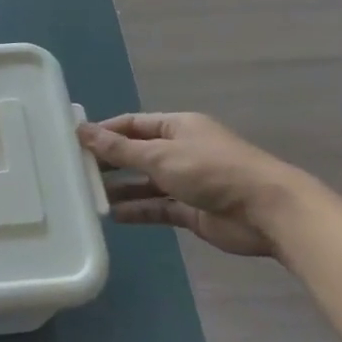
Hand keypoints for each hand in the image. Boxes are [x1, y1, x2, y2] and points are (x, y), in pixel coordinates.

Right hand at [76, 113, 303, 259]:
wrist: (267, 211)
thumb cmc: (211, 171)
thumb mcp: (160, 155)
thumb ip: (119, 148)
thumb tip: (82, 131)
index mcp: (177, 127)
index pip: (133, 124)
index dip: (105, 132)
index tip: (74, 142)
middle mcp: (181, 150)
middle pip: (137, 154)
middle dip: (109, 163)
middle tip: (75, 173)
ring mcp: (187, 182)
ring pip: (145, 183)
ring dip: (120, 190)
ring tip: (88, 198)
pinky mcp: (192, 211)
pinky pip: (157, 207)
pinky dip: (137, 211)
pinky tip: (113, 217)